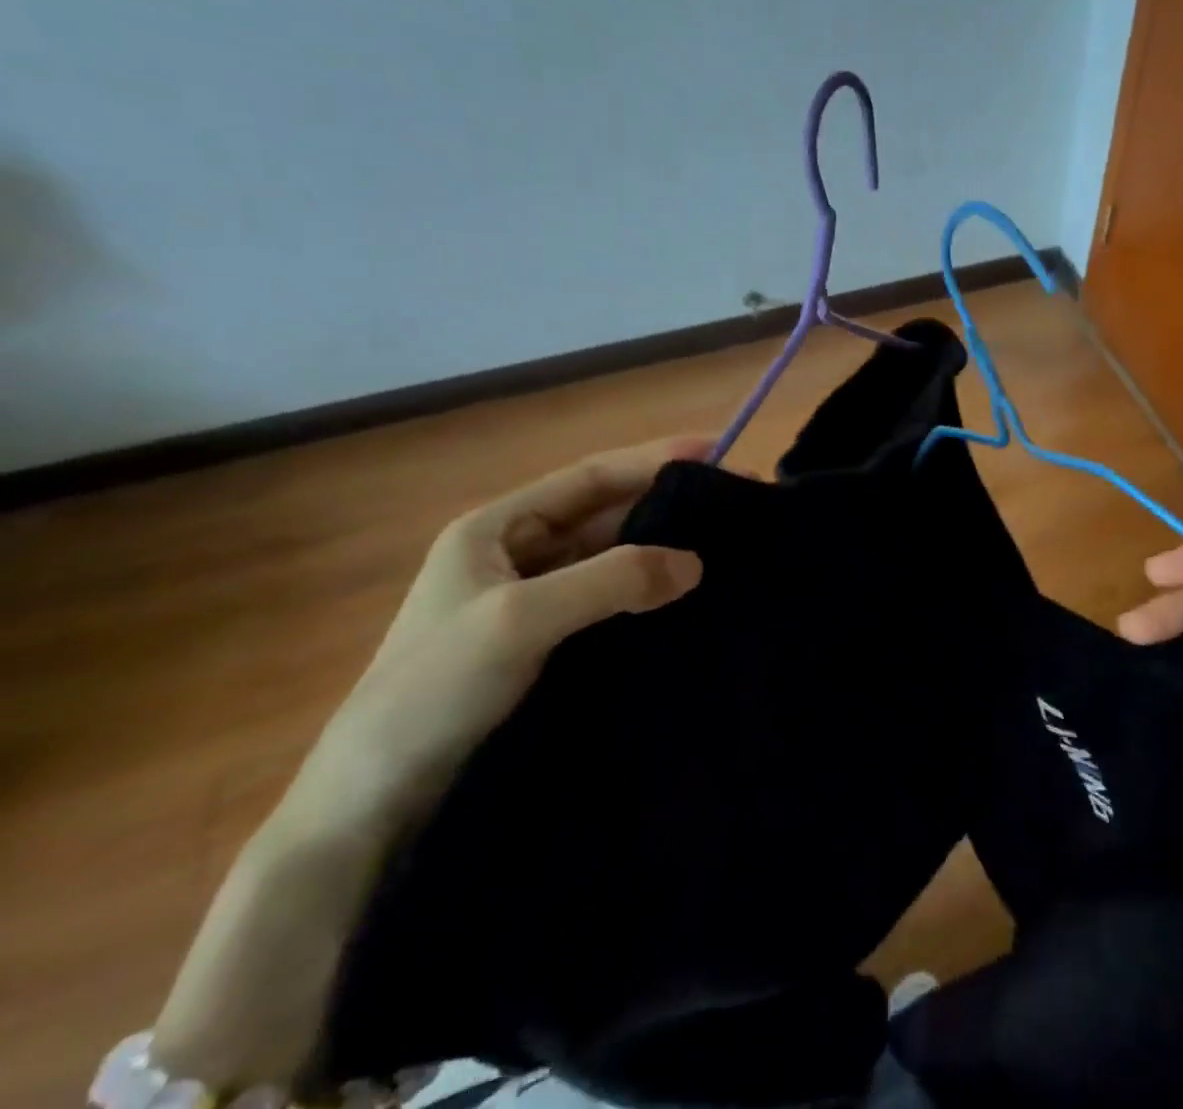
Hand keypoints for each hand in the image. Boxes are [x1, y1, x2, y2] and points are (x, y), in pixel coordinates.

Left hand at [295, 437, 710, 826]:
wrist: (368, 809)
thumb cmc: (430, 693)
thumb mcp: (519, 620)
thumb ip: (610, 580)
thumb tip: (695, 563)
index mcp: (496, 529)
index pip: (590, 477)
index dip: (653, 459)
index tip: (719, 451)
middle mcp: (516, 556)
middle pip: (606, 516)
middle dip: (667, 505)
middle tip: (735, 505)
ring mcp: (532, 604)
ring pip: (611, 561)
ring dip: (662, 552)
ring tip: (727, 549)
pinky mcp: (547, 648)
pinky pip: (610, 604)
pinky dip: (648, 595)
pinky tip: (687, 601)